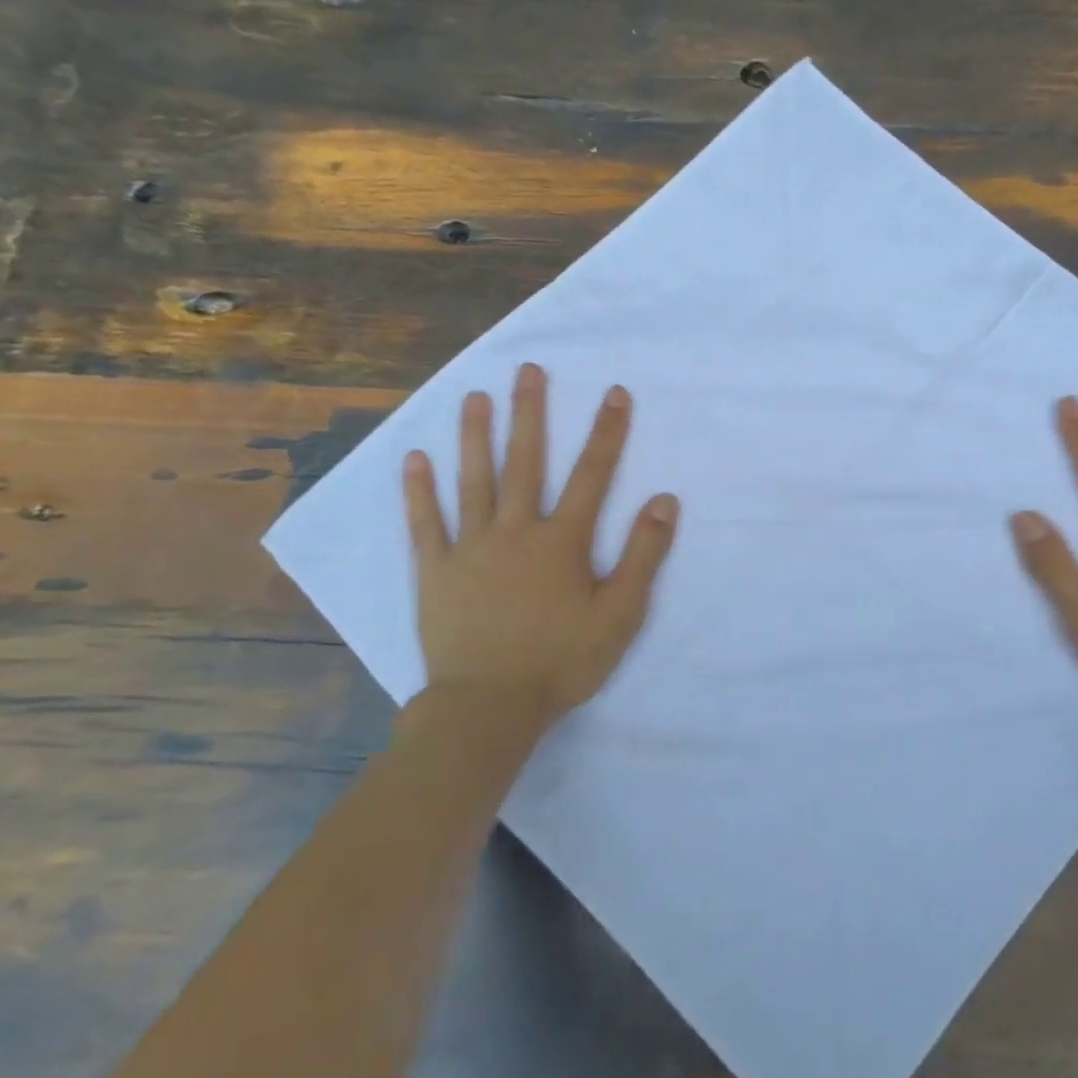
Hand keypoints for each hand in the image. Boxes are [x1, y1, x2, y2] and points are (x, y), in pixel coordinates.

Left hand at [401, 363, 678, 738]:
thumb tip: (664, 500)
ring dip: (474, 436)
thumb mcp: (621, 614)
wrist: (489, 707)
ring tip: (473, 397)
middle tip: (528, 370)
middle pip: (525, 462)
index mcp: (562, 541)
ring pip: (473, 481)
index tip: (615, 392)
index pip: (592, 475)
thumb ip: (644, 555)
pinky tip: (413, 459)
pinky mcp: (435, 571)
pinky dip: (418, 491)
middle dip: (530, 413)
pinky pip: (425, 524)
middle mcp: (515, 531)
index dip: (607, 432)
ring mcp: (470, 548)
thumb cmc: (562, 662)